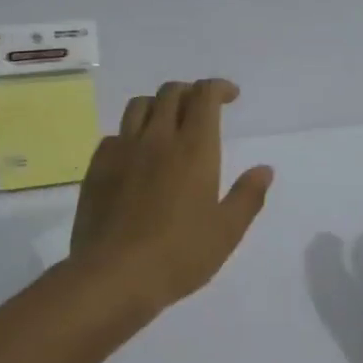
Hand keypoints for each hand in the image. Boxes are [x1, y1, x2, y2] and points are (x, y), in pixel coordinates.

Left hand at [66, 78, 273, 315]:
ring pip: (139, 105)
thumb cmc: (179, 255)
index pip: (204, 95)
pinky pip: (115, 134)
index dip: (219, 87)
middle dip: (190, 92)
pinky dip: (131, 133)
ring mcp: (123, 150)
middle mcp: (157, 138)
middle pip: (171, 92)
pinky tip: (136, 154)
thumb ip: (248, 196)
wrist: (113, 275)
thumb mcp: (226, 232)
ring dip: (158, 104)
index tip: (230, 96)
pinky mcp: (97, 167)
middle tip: (201, 109)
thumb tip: (264, 169)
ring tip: (167, 122)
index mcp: (194, 148)